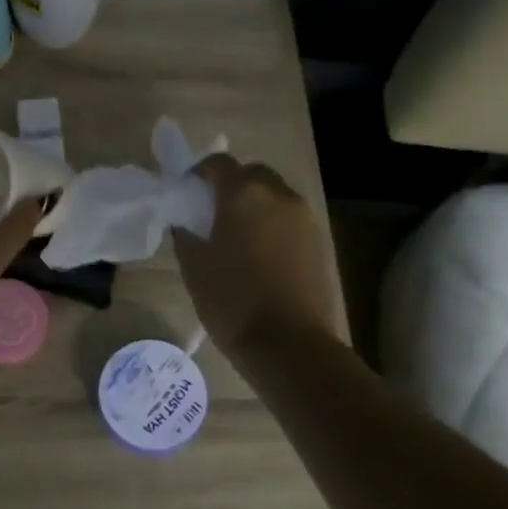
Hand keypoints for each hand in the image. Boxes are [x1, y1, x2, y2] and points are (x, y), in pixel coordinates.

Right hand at [173, 154, 337, 355]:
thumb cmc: (232, 301)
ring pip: (275, 197)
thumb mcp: (193, 266)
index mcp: (244, 194)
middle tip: (214, 214)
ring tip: (239, 238)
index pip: (218, 163)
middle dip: (232, 186)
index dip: (199, 173)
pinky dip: (274, 227)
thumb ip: (185, 233)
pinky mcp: (321, 242)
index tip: (187, 193)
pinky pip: (291, 221)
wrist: (290, 344)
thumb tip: (186, 220)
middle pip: (252, 174)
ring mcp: (305, 218)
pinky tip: (263, 257)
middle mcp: (279, 195)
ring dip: (256, 206)